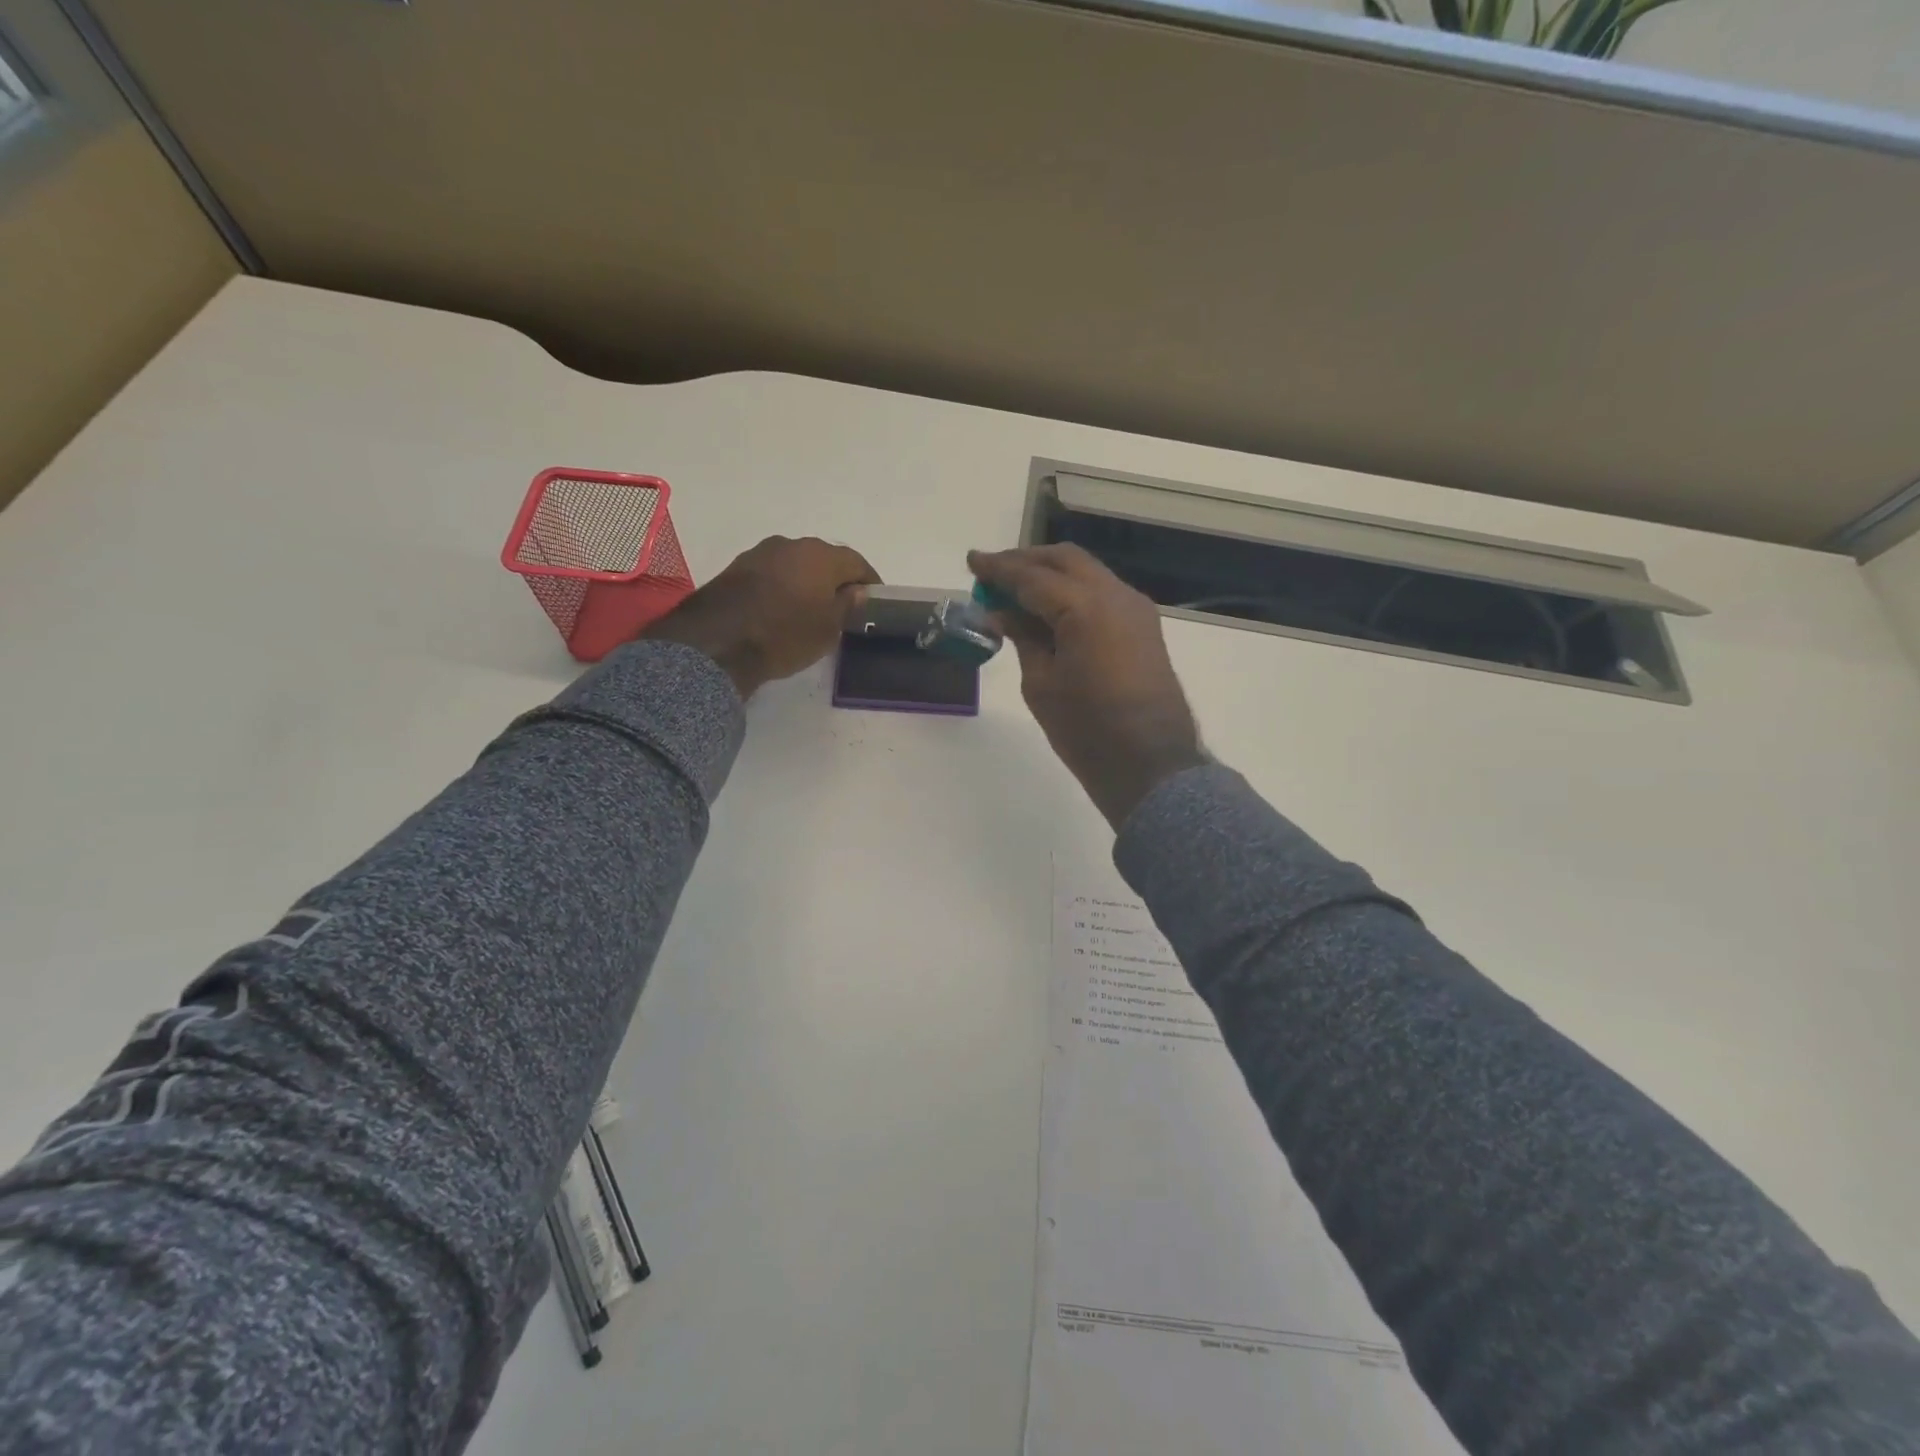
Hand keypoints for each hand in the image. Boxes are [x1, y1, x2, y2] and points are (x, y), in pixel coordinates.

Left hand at [645, 536, 878, 696]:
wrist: (717, 643)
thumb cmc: (785, 635)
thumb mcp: (828, 629)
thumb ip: (848, 605)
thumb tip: (857, 591)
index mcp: (820, 555)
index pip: (856, 562)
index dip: (869, 581)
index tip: (874, 600)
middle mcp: (790, 544)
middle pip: (824, 559)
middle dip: (836, 579)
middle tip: (843, 605)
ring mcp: (759, 553)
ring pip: (795, 564)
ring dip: (806, 581)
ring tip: (811, 608)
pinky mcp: (735, 568)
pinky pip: (771, 573)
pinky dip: (782, 587)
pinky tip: (782, 608)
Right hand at [968, 544, 1204, 829]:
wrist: (1150, 764)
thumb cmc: (1086, 730)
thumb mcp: (1041, 684)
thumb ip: (1023, 638)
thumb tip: (1003, 612)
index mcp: (1086, 608)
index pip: (1033, 577)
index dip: (998, 569)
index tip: (971, 560)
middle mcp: (1115, 595)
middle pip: (1065, 561)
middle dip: (1026, 562)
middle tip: (993, 574)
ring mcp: (1135, 609)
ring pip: (1087, 573)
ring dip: (1051, 575)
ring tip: (1016, 592)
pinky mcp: (1144, 627)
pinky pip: (1102, 593)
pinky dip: (1072, 592)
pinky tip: (1049, 611)